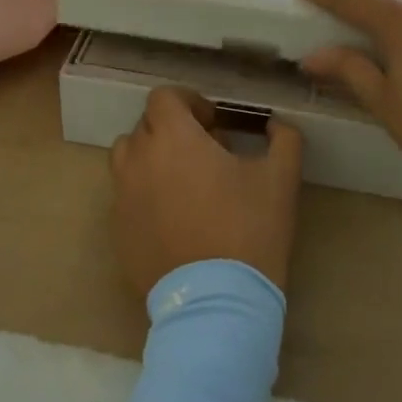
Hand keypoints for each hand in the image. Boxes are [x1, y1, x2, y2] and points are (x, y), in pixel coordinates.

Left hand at [111, 87, 303, 298]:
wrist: (217, 304)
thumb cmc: (249, 231)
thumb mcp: (281, 178)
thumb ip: (283, 138)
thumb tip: (275, 124)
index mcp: (173, 138)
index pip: (163, 97)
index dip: (188, 102)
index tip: (212, 124)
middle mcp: (139, 160)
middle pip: (146, 126)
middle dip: (173, 130)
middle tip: (206, 154)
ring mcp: (122, 197)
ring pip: (128, 159)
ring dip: (152, 158)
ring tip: (184, 183)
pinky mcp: (118, 232)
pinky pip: (125, 197)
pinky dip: (144, 195)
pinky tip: (174, 220)